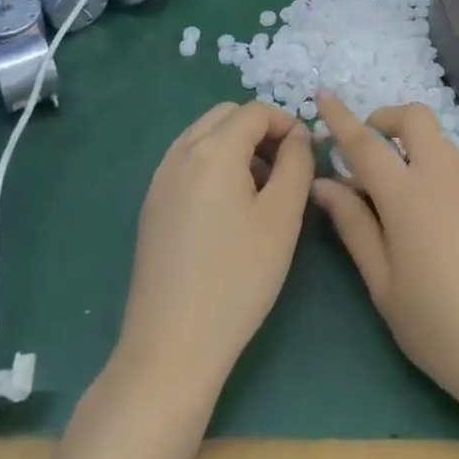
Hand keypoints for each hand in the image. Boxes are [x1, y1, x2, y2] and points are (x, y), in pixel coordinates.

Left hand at [112, 101, 313, 400]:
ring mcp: (160, 180)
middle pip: (226, 115)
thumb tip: (298, 136)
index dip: (287, 123)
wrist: (172, 347)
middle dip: (260, 129)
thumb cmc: (238, 277)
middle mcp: (180, 154)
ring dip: (236, 145)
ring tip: (260, 188)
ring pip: (204, 135)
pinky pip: (187, 161)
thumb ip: (297, 162)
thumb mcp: (283, 215)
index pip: (256, 111)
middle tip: (284, 167)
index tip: (307, 155)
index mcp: (213, 150)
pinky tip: (229, 208)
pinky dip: (213, 163)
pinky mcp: (151, 206)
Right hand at [311, 96, 458, 423]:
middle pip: (415, 118)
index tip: (322, 95)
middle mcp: (443, 175)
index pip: (366, 142)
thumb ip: (353, 225)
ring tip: (390, 195)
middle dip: (385, 120)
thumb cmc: (436, 324)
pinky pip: (453, 166)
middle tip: (365, 153)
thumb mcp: (382, 282)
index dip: (341, 117)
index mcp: (408, 194)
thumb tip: (324, 184)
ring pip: (436, 141)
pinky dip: (430, 169)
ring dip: (409, 146)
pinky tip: (425, 219)